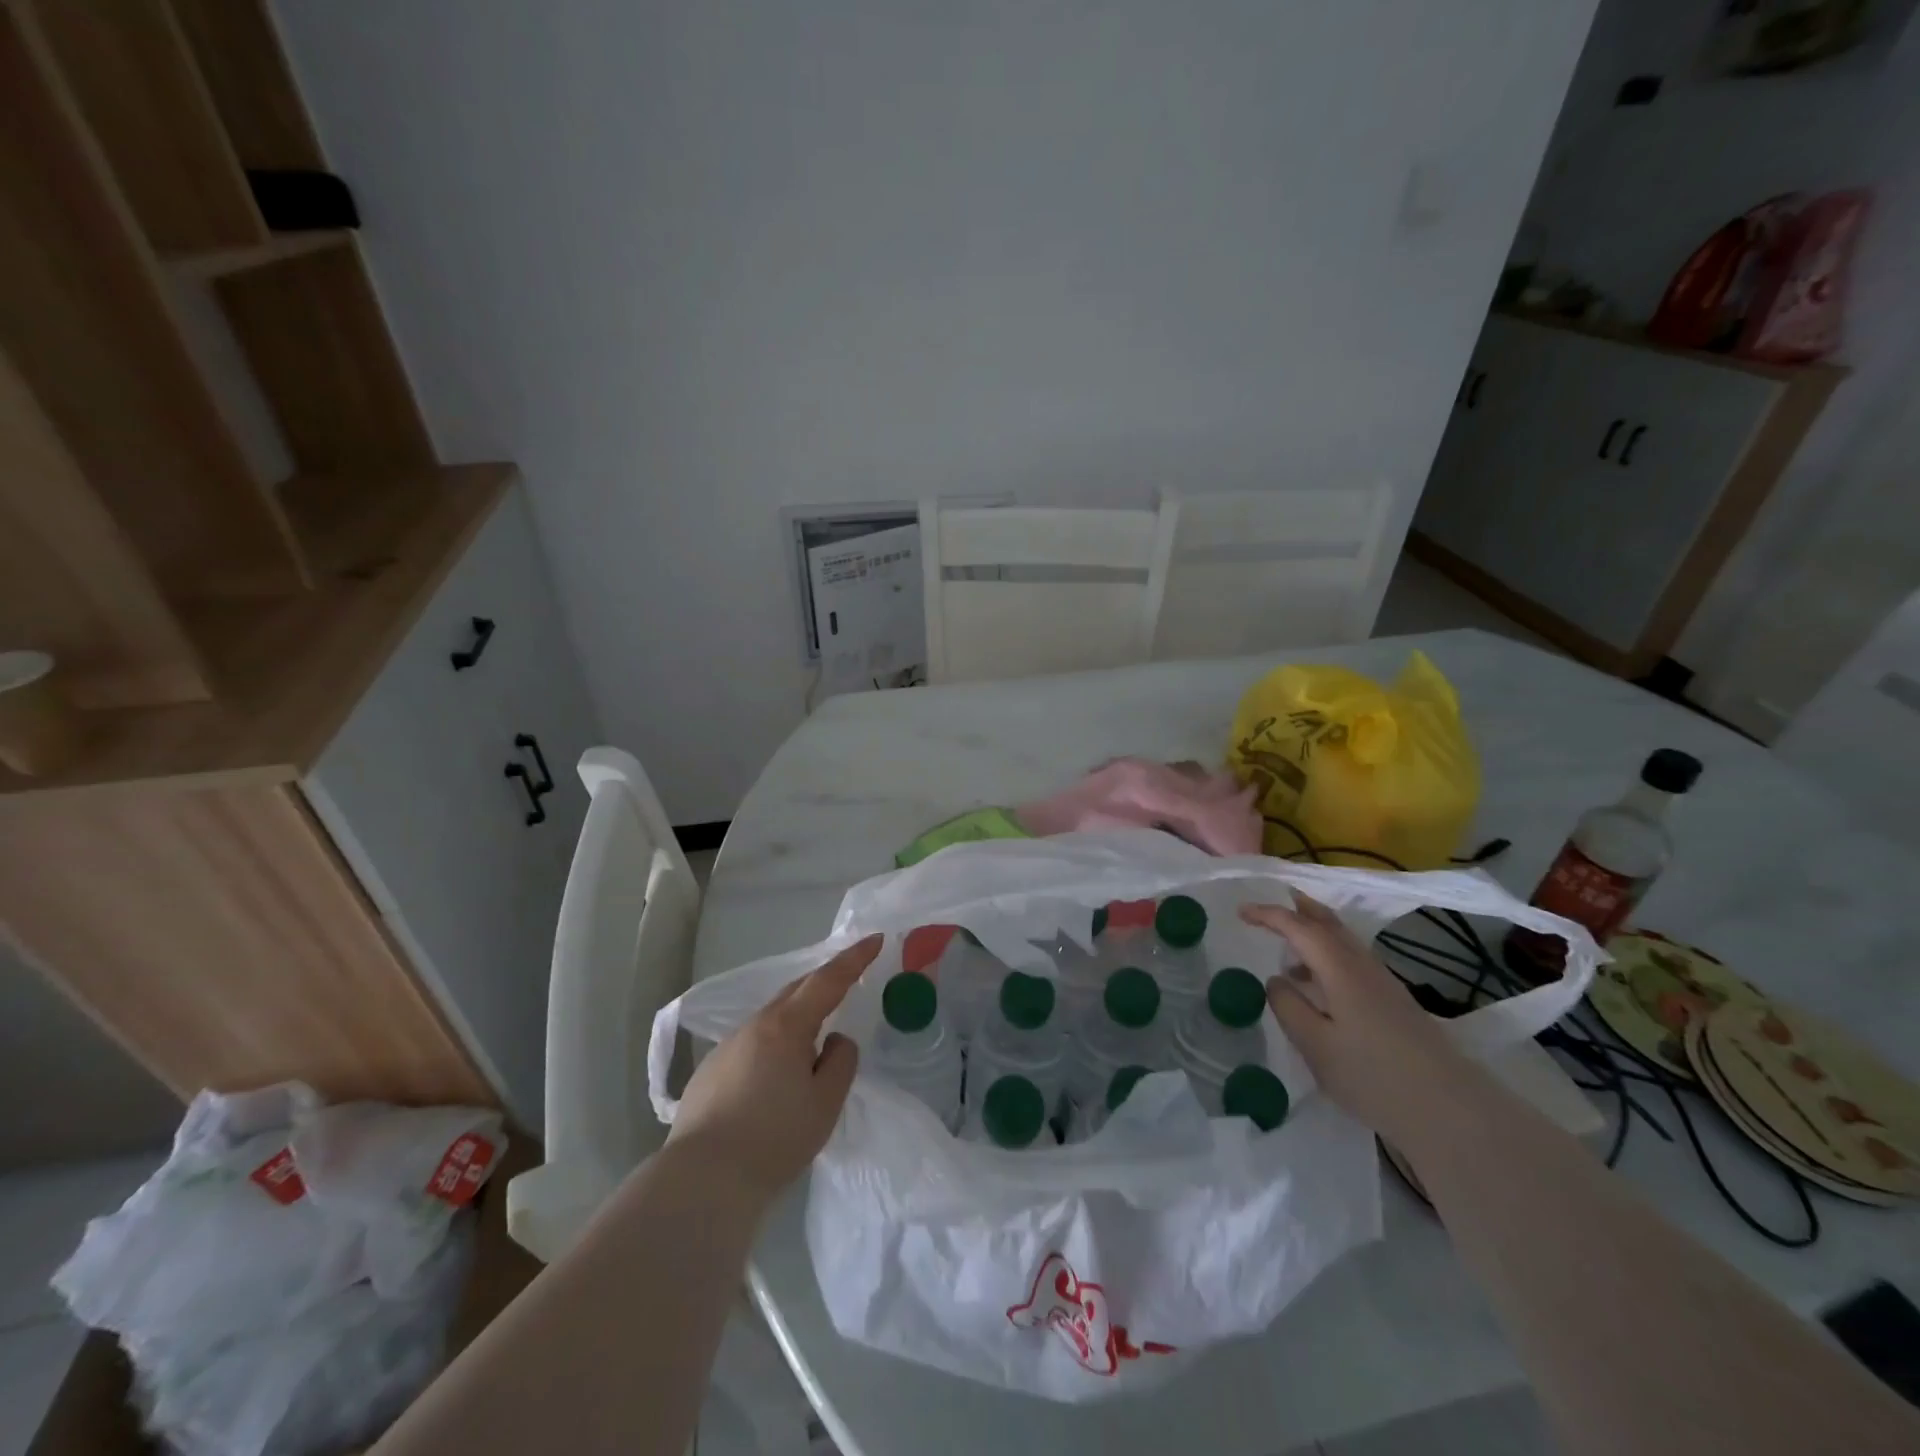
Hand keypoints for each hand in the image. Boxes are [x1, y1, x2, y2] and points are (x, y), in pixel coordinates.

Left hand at [667, 934, 880, 1204]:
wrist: (703, 1182)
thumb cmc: (774, 1139)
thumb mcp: (826, 1103)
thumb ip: (841, 1061)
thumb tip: (834, 1041)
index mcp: (786, 1026)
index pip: (828, 980)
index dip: (854, 959)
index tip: (874, 939)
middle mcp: (754, 1026)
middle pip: (795, 992)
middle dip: (824, 982)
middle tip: (848, 980)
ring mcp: (727, 1047)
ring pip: (771, 1019)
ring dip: (797, 1018)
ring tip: (814, 1041)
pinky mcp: (709, 1072)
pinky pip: (752, 1044)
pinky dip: (773, 1045)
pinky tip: (775, 1077)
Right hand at [1241, 896, 1476, 1147]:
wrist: (1451, 1111)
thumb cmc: (1373, 1076)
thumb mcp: (1315, 1045)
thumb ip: (1288, 1007)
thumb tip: (1276, 980)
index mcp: (1340, 968)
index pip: (1298, 927)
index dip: (1268, 915)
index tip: (1241, 911)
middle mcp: (1362, 965)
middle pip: (1328, 922)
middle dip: (1298, 907)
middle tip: (1271, 901)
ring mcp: (1383, 983)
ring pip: (1343, 941)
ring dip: (1314, 932)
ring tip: (1288, 946)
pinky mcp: (1394, 1002)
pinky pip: (1352, 960)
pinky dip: (1328, 954)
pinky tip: (1318, 983)